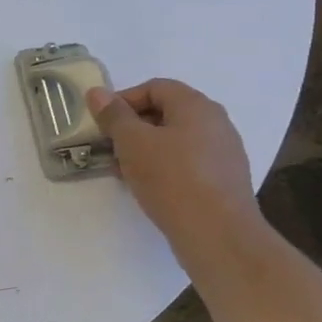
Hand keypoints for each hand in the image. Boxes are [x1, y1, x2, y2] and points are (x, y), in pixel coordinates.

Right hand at [88, 79, 262, 255]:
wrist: (218, 234)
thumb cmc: (171, 178)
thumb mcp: (132, 142)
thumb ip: (114, 115)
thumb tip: (98, 92)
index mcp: (196, 106)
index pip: (155, 87)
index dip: (123, 100)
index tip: (103, 123)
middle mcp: (216, 123)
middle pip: (166, 112)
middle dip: (132, 126)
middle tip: (109, 146)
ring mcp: (224, 152)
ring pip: (175, 139)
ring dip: (145, 149)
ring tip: (123, 170)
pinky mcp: (224, 179)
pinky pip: (187, 162)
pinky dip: (163, 166)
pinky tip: (147, 186)